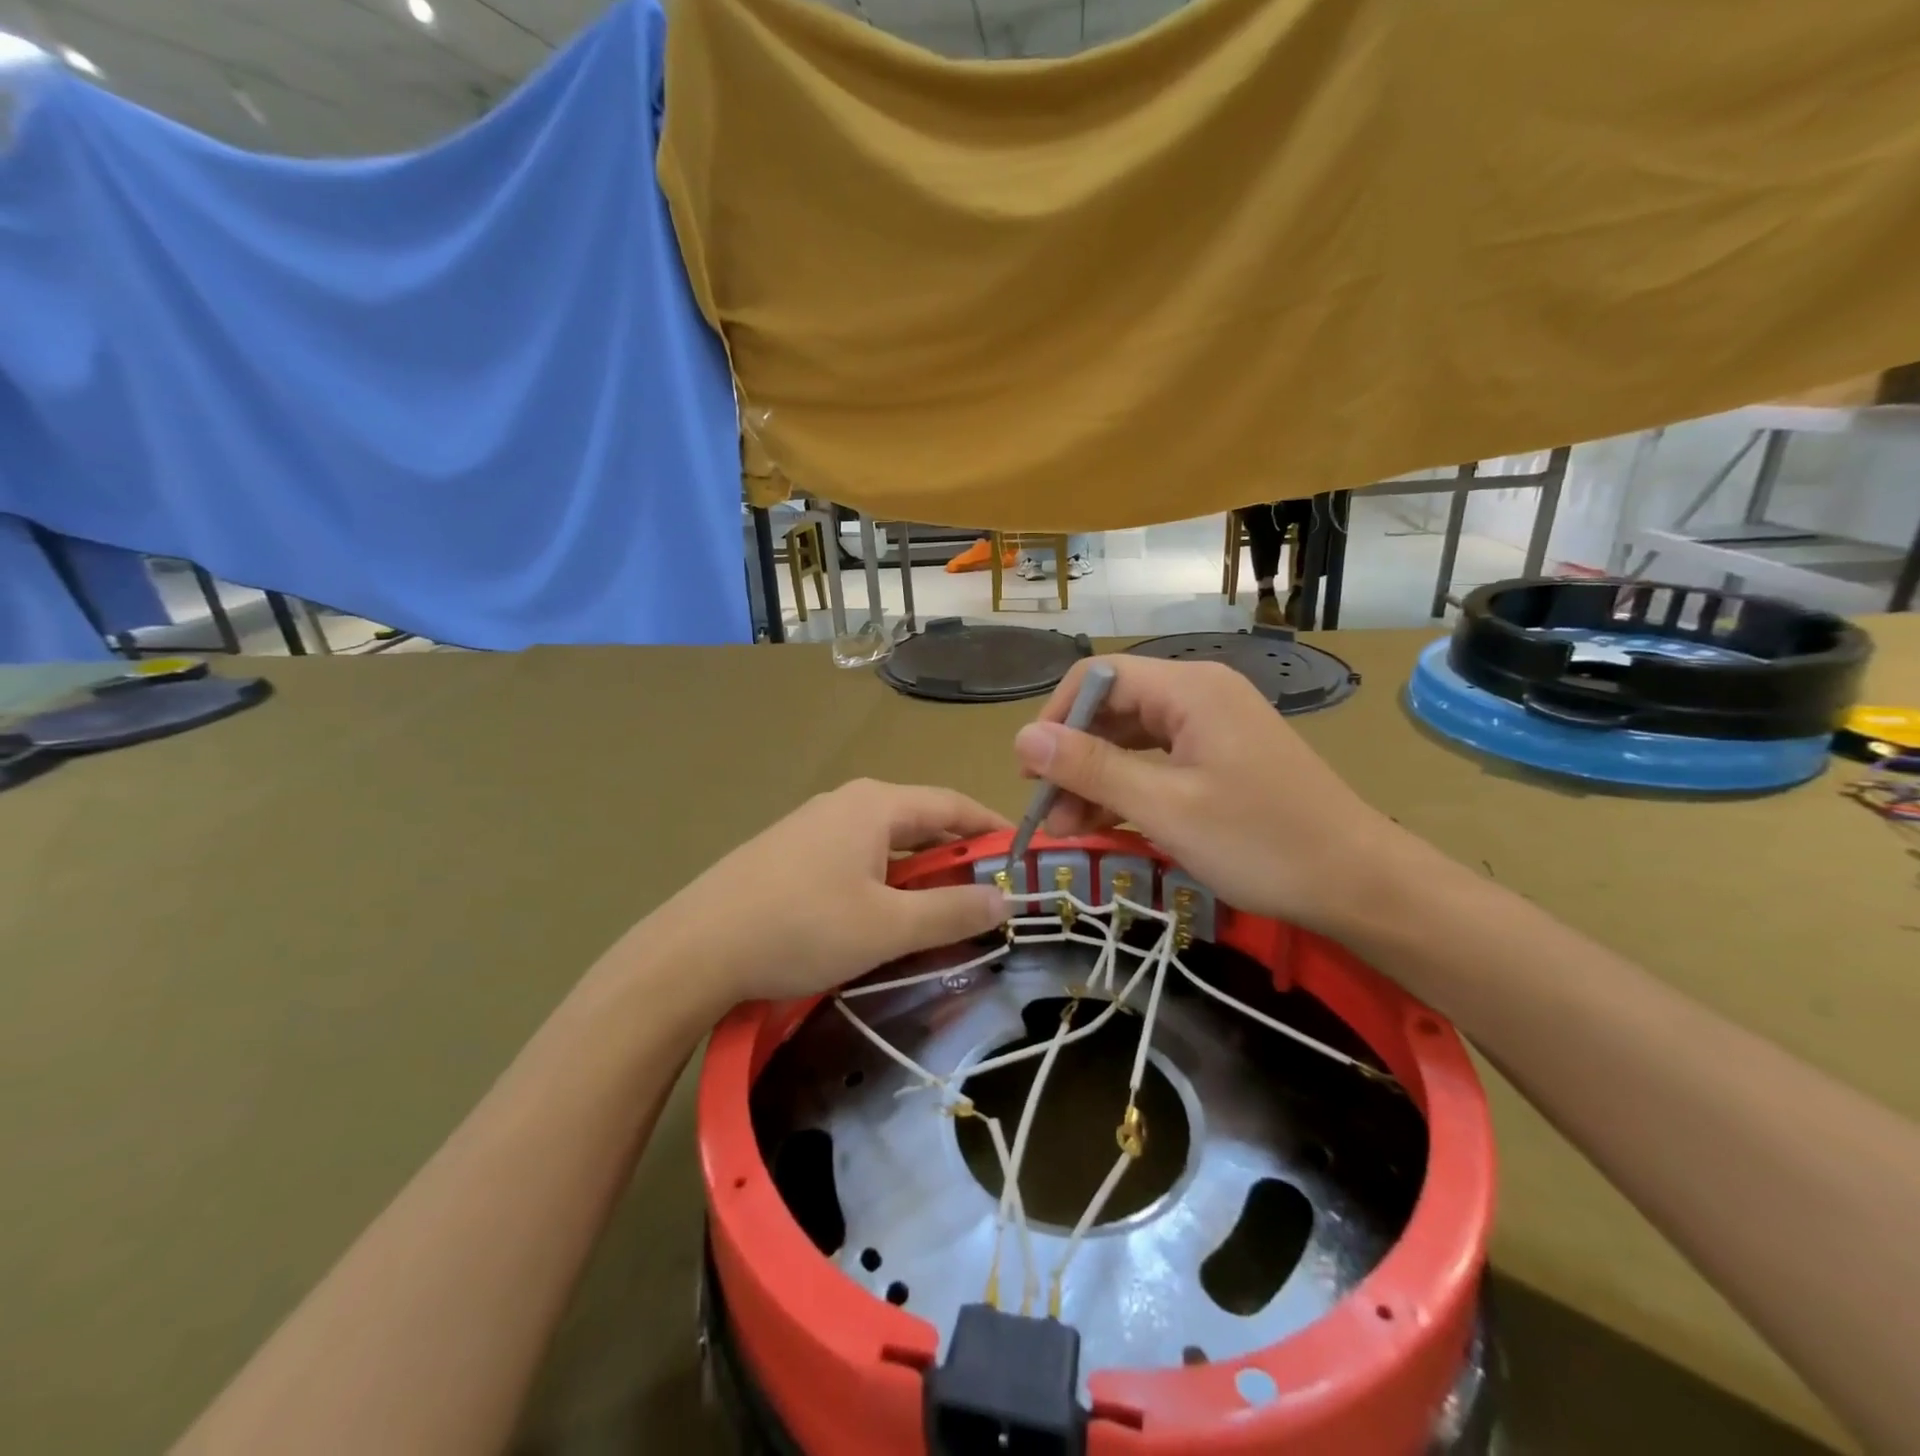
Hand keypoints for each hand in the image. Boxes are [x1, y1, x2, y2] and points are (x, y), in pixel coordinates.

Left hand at [647, 779, 1010, 1006]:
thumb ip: (951, 911)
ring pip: (885, 844)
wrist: (694, 949)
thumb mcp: (887, 926)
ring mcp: (812, 825)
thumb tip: (1002, 900)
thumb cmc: (801, 928)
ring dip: (918, 874)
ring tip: (937, 914)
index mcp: (875, 804)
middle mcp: (846, 803)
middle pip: (919, 822)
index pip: (952, 804)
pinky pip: (854, 858)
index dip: (991, 829)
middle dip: (955, 857)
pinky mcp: (788, 853)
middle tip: (985, 896)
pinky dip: (882, 882)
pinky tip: (877, 917)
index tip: (1023, 857)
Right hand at [1012, 656, 1405, 933]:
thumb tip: (1021, 738)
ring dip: (1096, 780)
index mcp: (1189, 689)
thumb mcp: (1166, 808)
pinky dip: (1128, 789)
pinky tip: (1106, 825)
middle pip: (1113, 709)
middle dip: (1073, 758)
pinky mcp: (1222, 758)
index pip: (1098, 678)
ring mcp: (1214, 727)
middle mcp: (1199, 695)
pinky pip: (1158, 761)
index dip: (1055, 718)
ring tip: (1068, 830)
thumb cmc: (1262, 842)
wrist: (1359, 883)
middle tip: (1047, 813)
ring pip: (1132, 740)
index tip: (1032, 773)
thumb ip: (1091, 768)